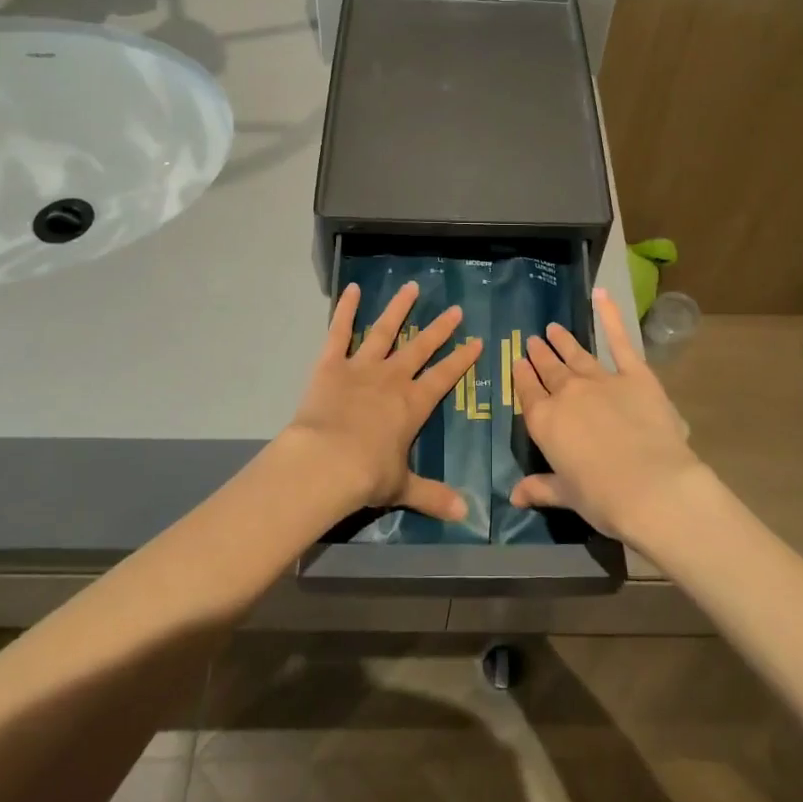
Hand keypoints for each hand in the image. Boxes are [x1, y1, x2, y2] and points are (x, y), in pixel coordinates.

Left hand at [285, 280, 481, 521]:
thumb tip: (466, 514)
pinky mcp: (330, 365)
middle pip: (420, 348)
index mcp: (413, 404)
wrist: (325, 462)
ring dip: (399, 309)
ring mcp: (361, 367)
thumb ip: (433, 496)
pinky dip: (345, 310)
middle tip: (455, 309)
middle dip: (440, 329)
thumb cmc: (367, 475)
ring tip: (411, 286)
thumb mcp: (402, 486)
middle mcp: (392, 379)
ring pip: (385, 331)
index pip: (444, 377)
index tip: (477, 341)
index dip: (461, 359)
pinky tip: (351, 288)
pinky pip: (339, 332)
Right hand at [510, 287, 703, 543]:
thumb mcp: (567, 495)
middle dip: (540, 355)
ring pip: (576, 355)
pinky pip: (619, 340)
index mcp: (545, 422)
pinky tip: (602, 295)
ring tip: (553, 328)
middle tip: (533, 340)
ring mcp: (600, 379)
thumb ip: (540, 488)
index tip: (518, 362)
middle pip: (549, 370)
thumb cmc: (603, 497)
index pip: (527, 392)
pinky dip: (610, 316)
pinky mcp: (634, 374)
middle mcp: (567, 394)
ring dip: (563, 341)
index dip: (521, 376)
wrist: (651, 487)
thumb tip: (514, 496)